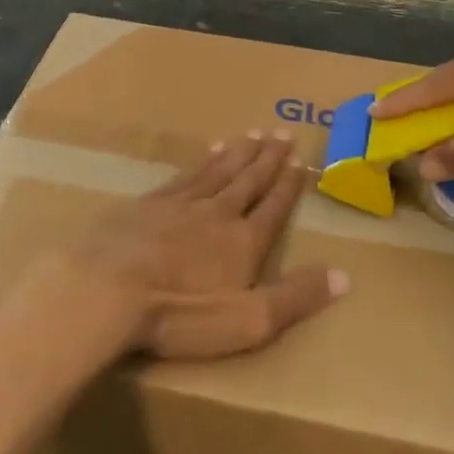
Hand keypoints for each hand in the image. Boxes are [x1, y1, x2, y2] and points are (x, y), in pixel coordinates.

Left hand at [33, 132, 348, 360]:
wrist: (109, 290)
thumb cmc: (182, 313)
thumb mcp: (250, 320)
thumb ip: (296, 297)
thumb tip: (344, 276)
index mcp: (244, 241)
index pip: (274, 206)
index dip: (288, 185)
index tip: (300, 162)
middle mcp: (217, 213)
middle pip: (248, 179)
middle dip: (267, 158)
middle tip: (282, 133)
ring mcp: (180, 204)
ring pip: (217, 171)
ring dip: (238, 153)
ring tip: (251, 135)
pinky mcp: (148, 205)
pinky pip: (185, 176)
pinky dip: (202, 162)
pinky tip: (206, 154)